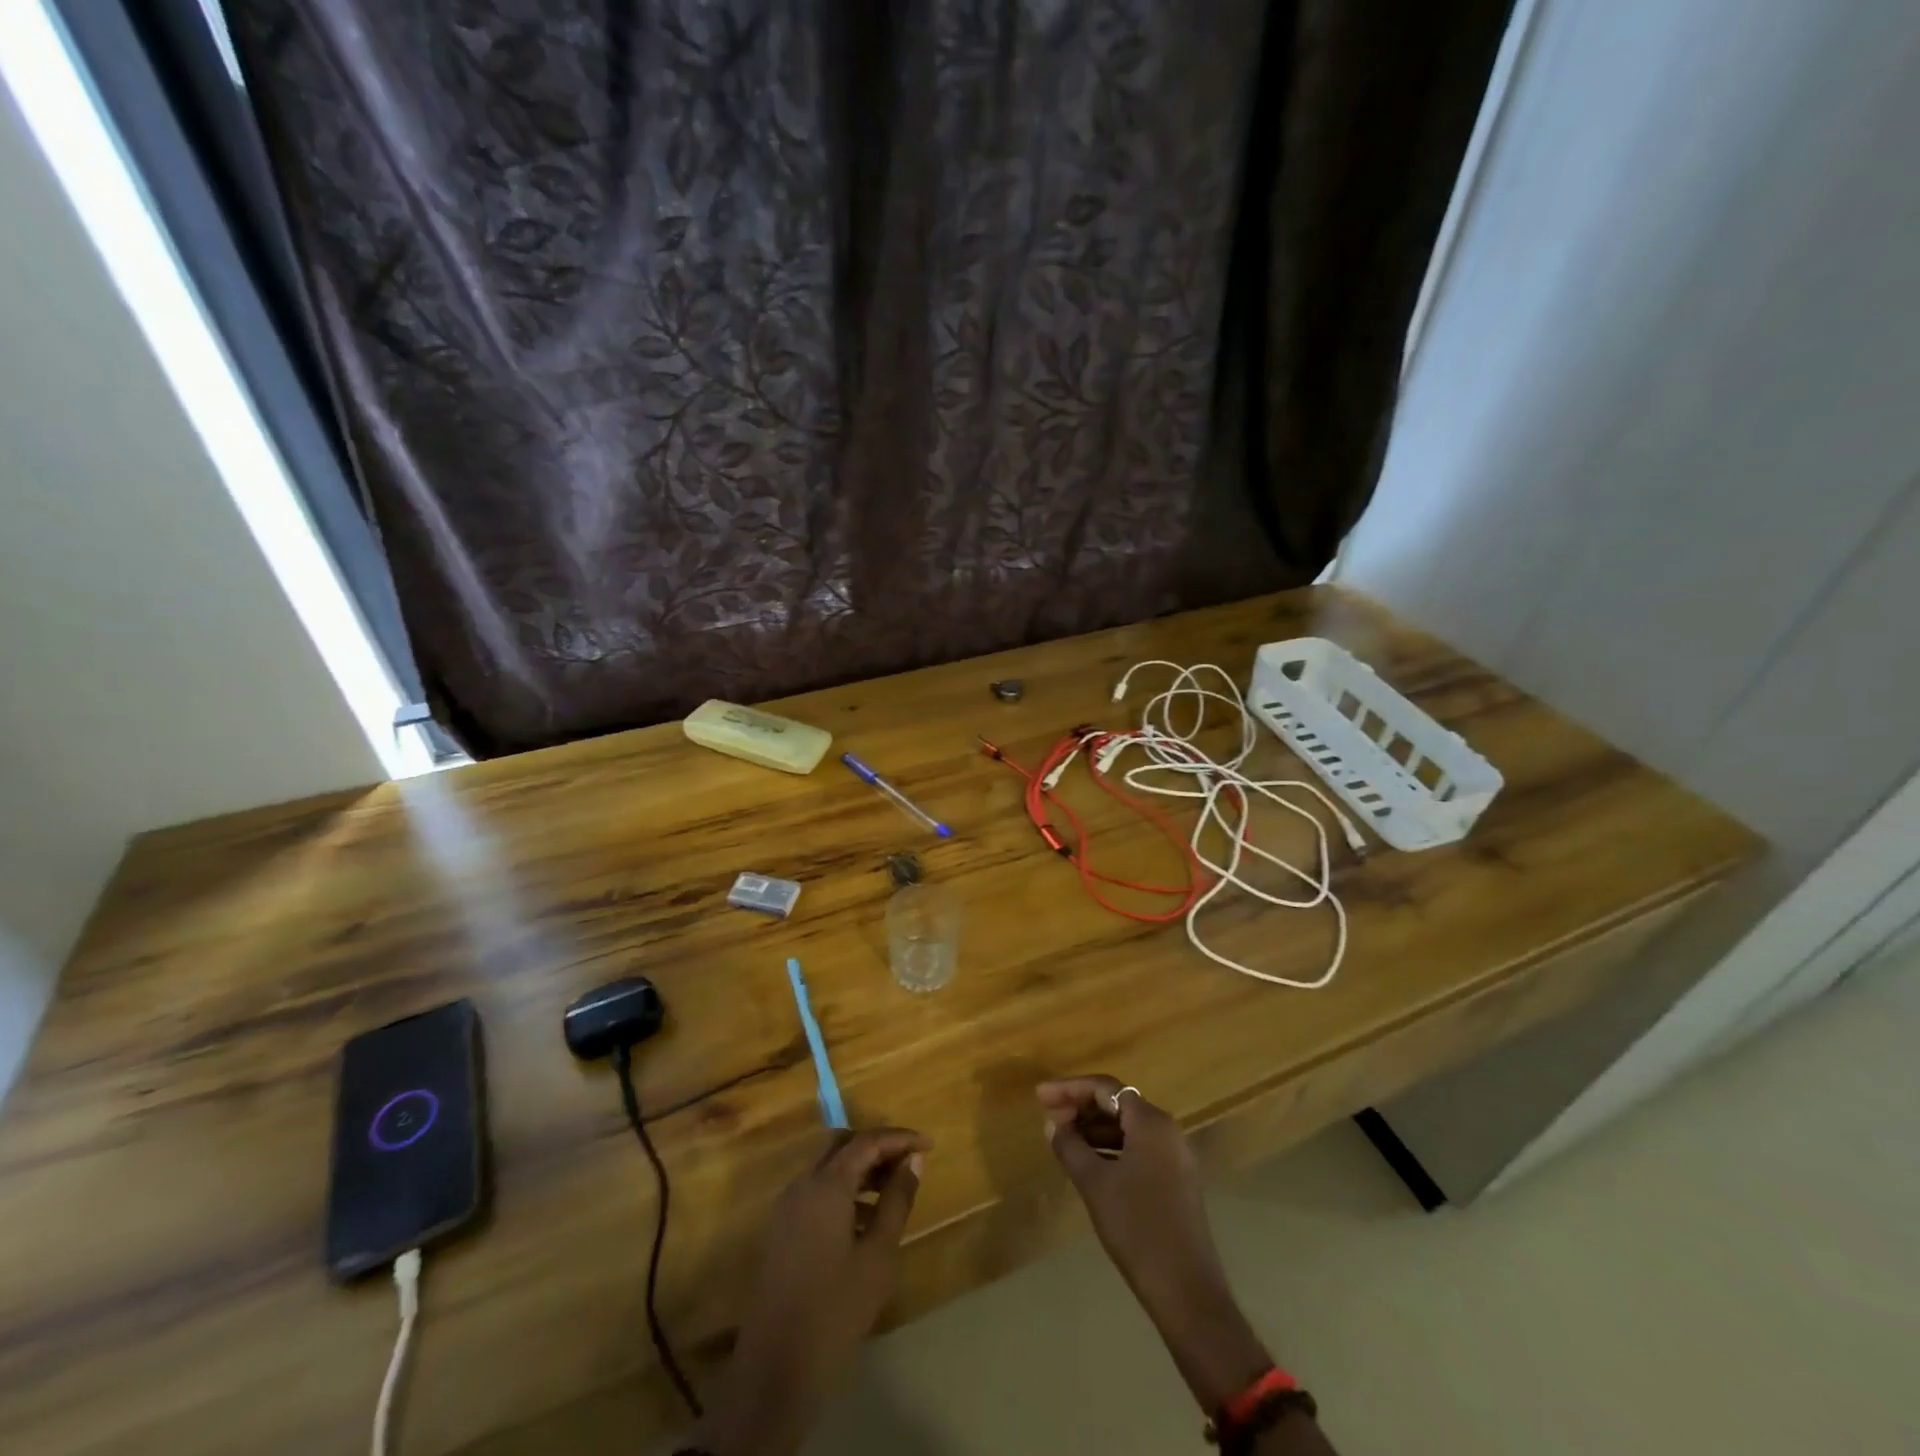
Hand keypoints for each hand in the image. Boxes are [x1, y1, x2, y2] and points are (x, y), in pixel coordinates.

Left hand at [693, 1128, 928, 1455]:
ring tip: (893, 1190)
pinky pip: (815, 1191)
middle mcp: (802, 1184)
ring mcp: (787, 1207)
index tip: (928, 1145)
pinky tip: (864, 1219)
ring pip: (828, 1168)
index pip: (867, 1141)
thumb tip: (914, 1161)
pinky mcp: (781, 1230)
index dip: (899, 1138)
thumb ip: (897, 1200)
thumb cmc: (836, 1309)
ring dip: (860, 1169)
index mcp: (826, 1184)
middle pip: (842, 1146)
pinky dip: (843, 1190)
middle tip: (909, 1163)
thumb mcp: (878, 1255)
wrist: (775, 1369)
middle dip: (877, 1148)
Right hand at [1038, 1076, 1269, 1411]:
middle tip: (1049, 1118)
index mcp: (1151, 1122)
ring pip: (1128, 1128)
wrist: (1187, 1292)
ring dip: (1095, 1130)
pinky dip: (1111, 1149)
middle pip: (1119, 1104)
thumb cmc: (1137, 1228)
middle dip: (1081, 1107)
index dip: (1070, 1088)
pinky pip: (1139, 1149)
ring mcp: (1175, 1157)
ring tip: (1063, 1141)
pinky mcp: (1177, 1180)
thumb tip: (1052, 1124)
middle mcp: (1167, 1131)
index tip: (1040, 1097)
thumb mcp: (1095, 1184)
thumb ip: (1070, 1147)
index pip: (1105, 1088)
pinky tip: (1089, 1164)